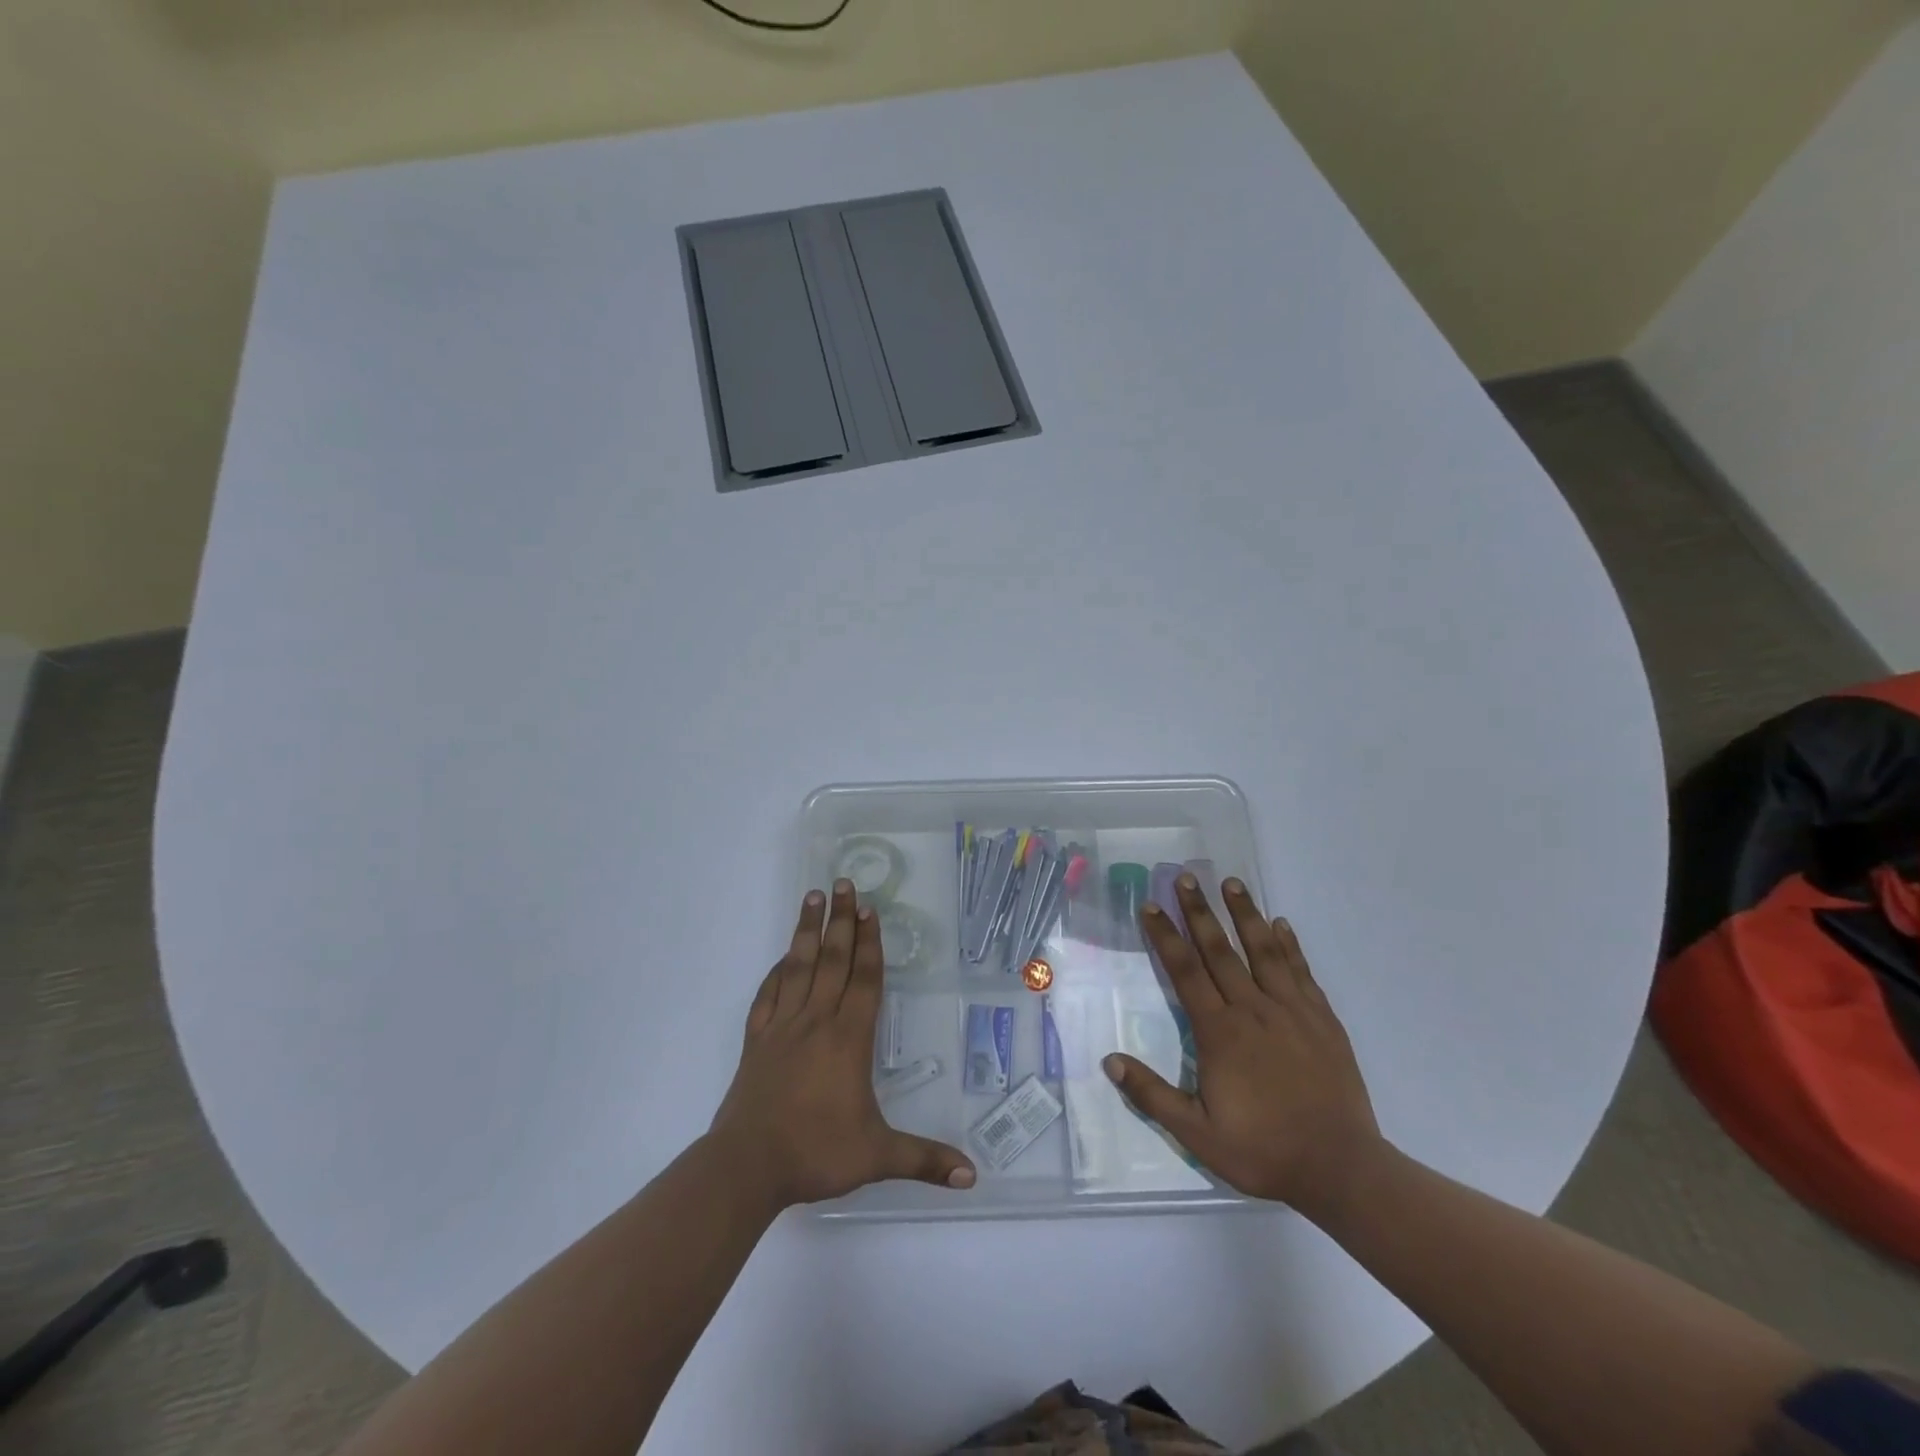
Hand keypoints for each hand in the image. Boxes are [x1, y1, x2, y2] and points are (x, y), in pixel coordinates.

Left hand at [708, 880, 976, 1207]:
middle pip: (832, 960)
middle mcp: (816, 1021)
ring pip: (798, 967)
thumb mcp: (877, 1157)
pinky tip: (783, 957)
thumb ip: (924, 1159)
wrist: (746, 1167)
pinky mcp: (756, 1040)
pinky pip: (768, 994)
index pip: (863, 979)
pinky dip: (777, 971)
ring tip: (813, 896)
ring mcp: (782, 1027)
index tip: (870, 910)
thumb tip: (972, 1174)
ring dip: (808, 930)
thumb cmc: (815, 1153)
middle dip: (841, 920)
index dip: (869, 943)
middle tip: (845, 883)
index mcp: (848, 1038)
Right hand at [1105, 875, 1383, 1217]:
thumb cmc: (1264, 1151)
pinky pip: (1301, 971)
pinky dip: (1289, 945)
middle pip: (1220, 951)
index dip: (1165, 936)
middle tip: (1186, 877)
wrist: (1342, 1170)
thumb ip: (1152, 1095)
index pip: (1185, 972)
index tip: (1150, 905)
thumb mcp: (1197, 1135)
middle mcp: (1253, 1011)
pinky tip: (1281, 924)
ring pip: (1263, 951)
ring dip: (1245, 914)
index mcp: (1220, 1033)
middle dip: (1199, 912)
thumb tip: (1110, 1060)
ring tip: (1232, 882)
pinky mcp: (1322, 1020)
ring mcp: (1292, 1012)